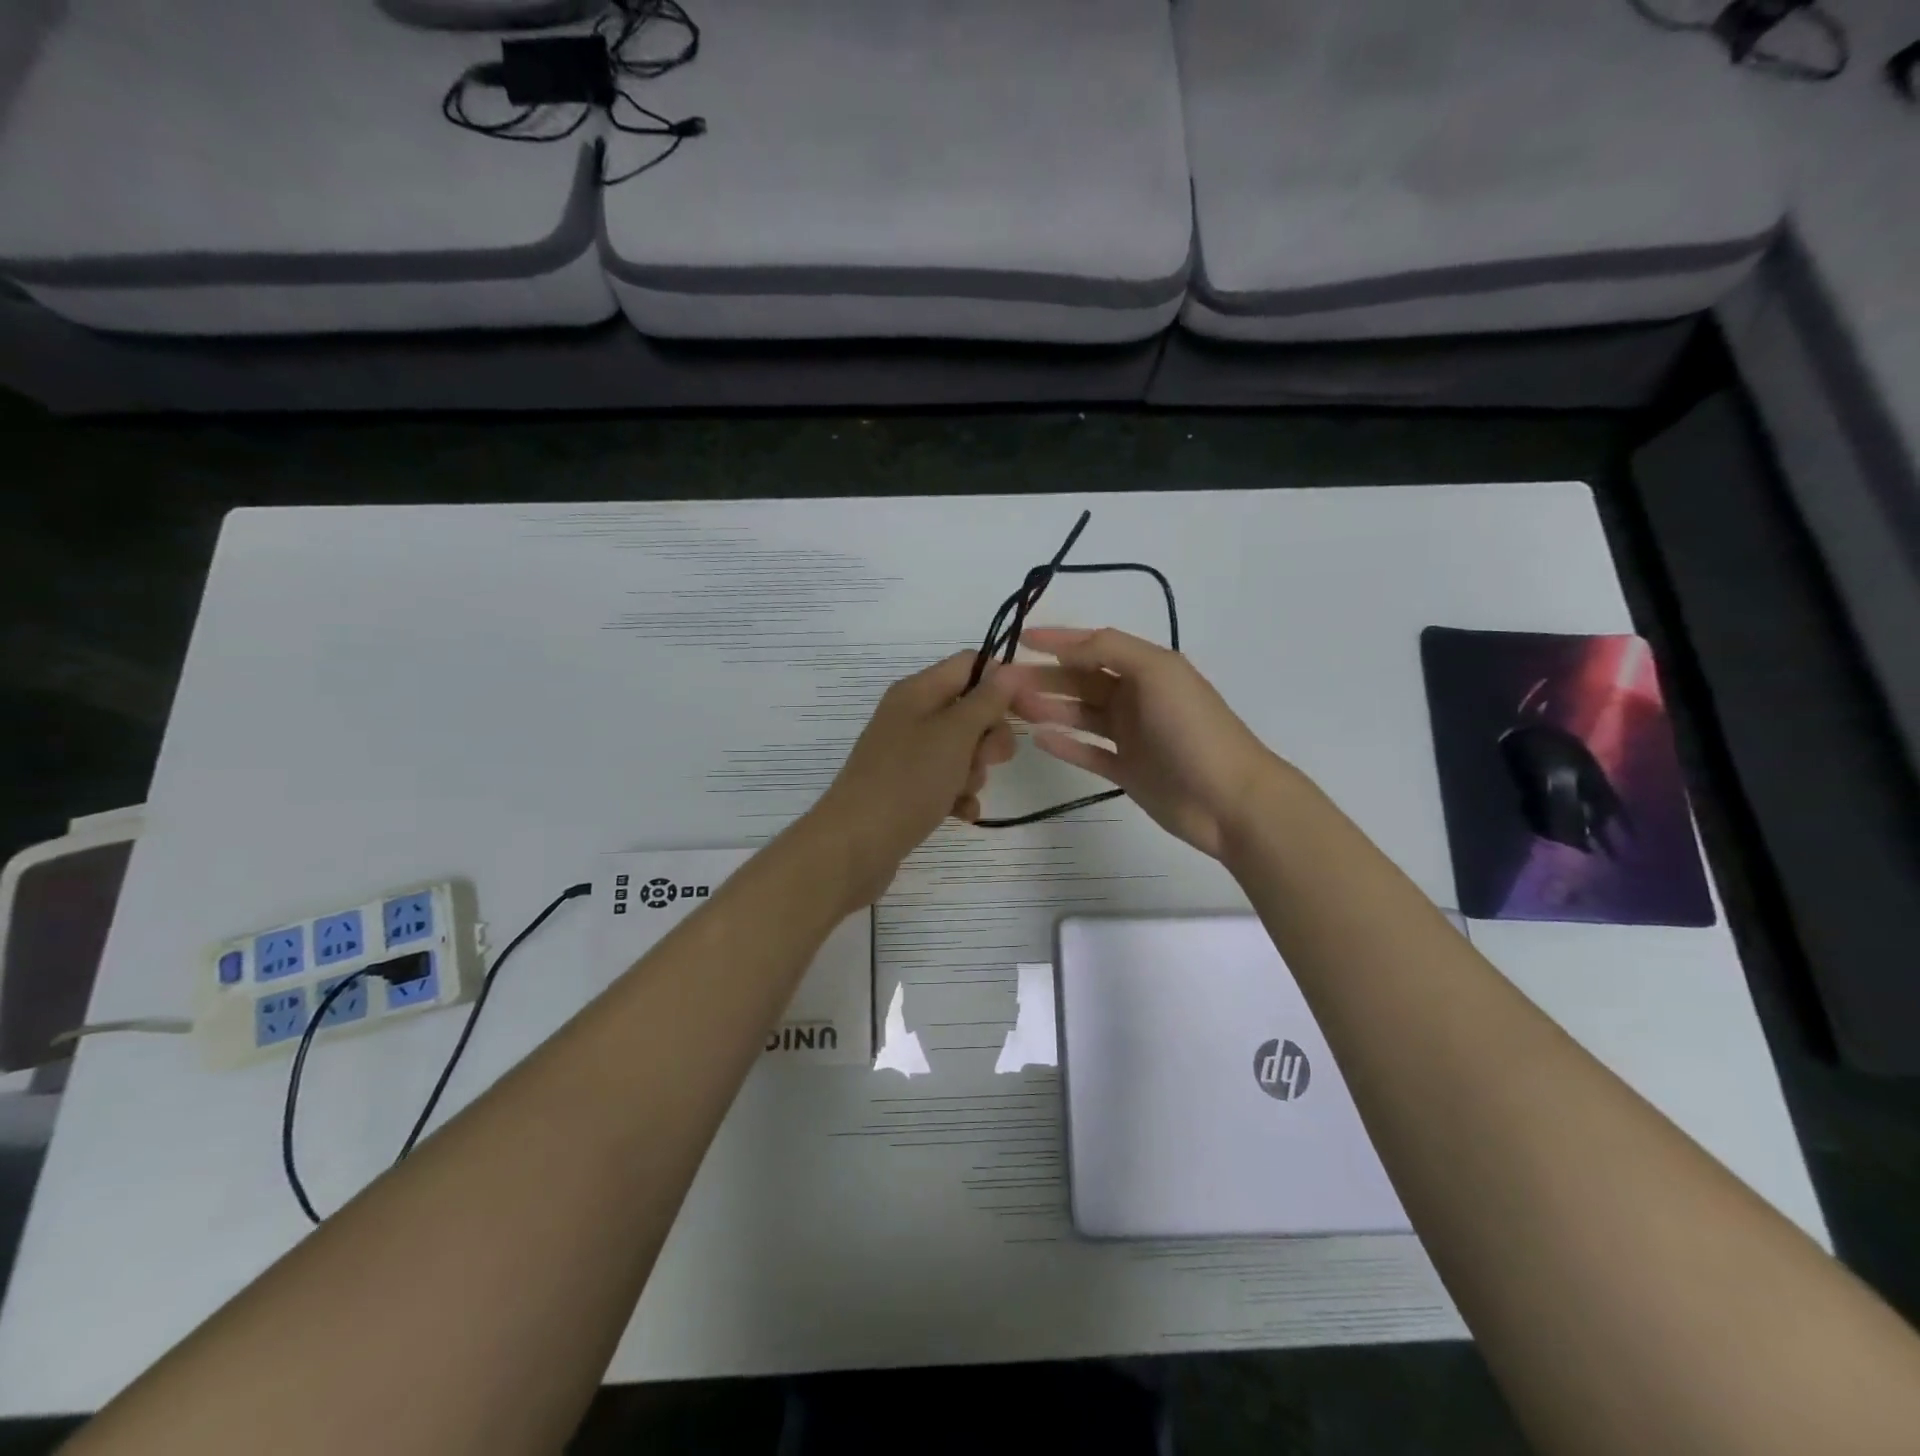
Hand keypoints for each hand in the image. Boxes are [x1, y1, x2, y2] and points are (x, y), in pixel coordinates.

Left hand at [807, 652, 1017, 905]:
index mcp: (917, 691)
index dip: (1003, 682)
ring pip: (961, 750)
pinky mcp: (906, 788)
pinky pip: (946, 782)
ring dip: (974, 771)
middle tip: (988, 759)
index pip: (970, 664)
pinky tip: (961, 814)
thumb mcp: (954, 735)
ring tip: (962, 791)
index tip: (1030, 711)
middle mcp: (910, 716)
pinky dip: (958, 795)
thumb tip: (1010, 669)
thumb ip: (986, 701)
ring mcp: (907, 754)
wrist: (855, 844)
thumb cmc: (908, 781)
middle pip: (969, 710)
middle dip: (989, 736)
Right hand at [1002, 626, 1281, 859]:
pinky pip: (1088, 753)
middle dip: (1044, 678)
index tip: (1021, 638)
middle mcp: (1137, 698)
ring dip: (1048, 708)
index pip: (1096, 647)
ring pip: (1080, 715)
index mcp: (1148, 669)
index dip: (1059, 641)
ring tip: (1013, 708)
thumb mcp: (1156, 672)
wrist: (1228, 799)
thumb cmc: (1193, 728)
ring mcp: (1132, 736)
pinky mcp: (1128, 771)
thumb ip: (1110, 650)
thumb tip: (1066, 646)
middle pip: (1082, 682)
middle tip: (1003, 683)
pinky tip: (1038, 739)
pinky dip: (1065, 745)